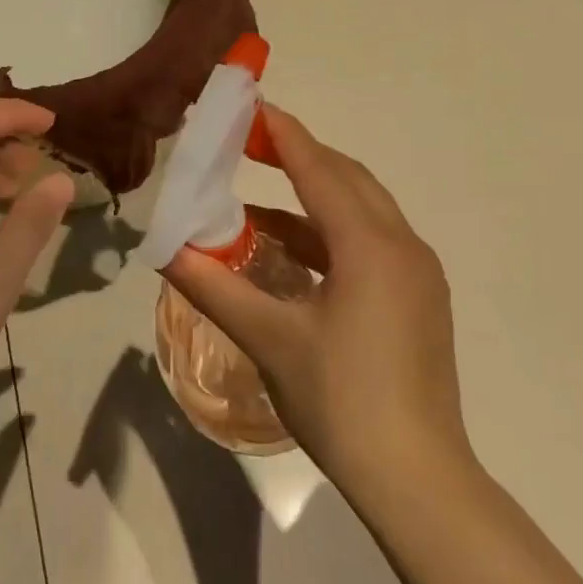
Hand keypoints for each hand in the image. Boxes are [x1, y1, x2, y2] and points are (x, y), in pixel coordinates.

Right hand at [161, 105, 470, 491]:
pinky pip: (370, 243)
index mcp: (370, 246)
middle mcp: (403, 247)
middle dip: (300, 155)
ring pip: (362, 211)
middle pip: (348, 179)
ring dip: (313, 196)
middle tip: (250, 141)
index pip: (319, 170)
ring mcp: (417, 275)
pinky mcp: (419, 300)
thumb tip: (164, 249)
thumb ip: (213, 286)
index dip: (283, 135)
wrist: (417, 478)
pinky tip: (291, 253)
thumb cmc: (341, 400)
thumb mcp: (269, 338)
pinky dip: (329, 234)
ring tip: (257, 200)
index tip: (252, 105)